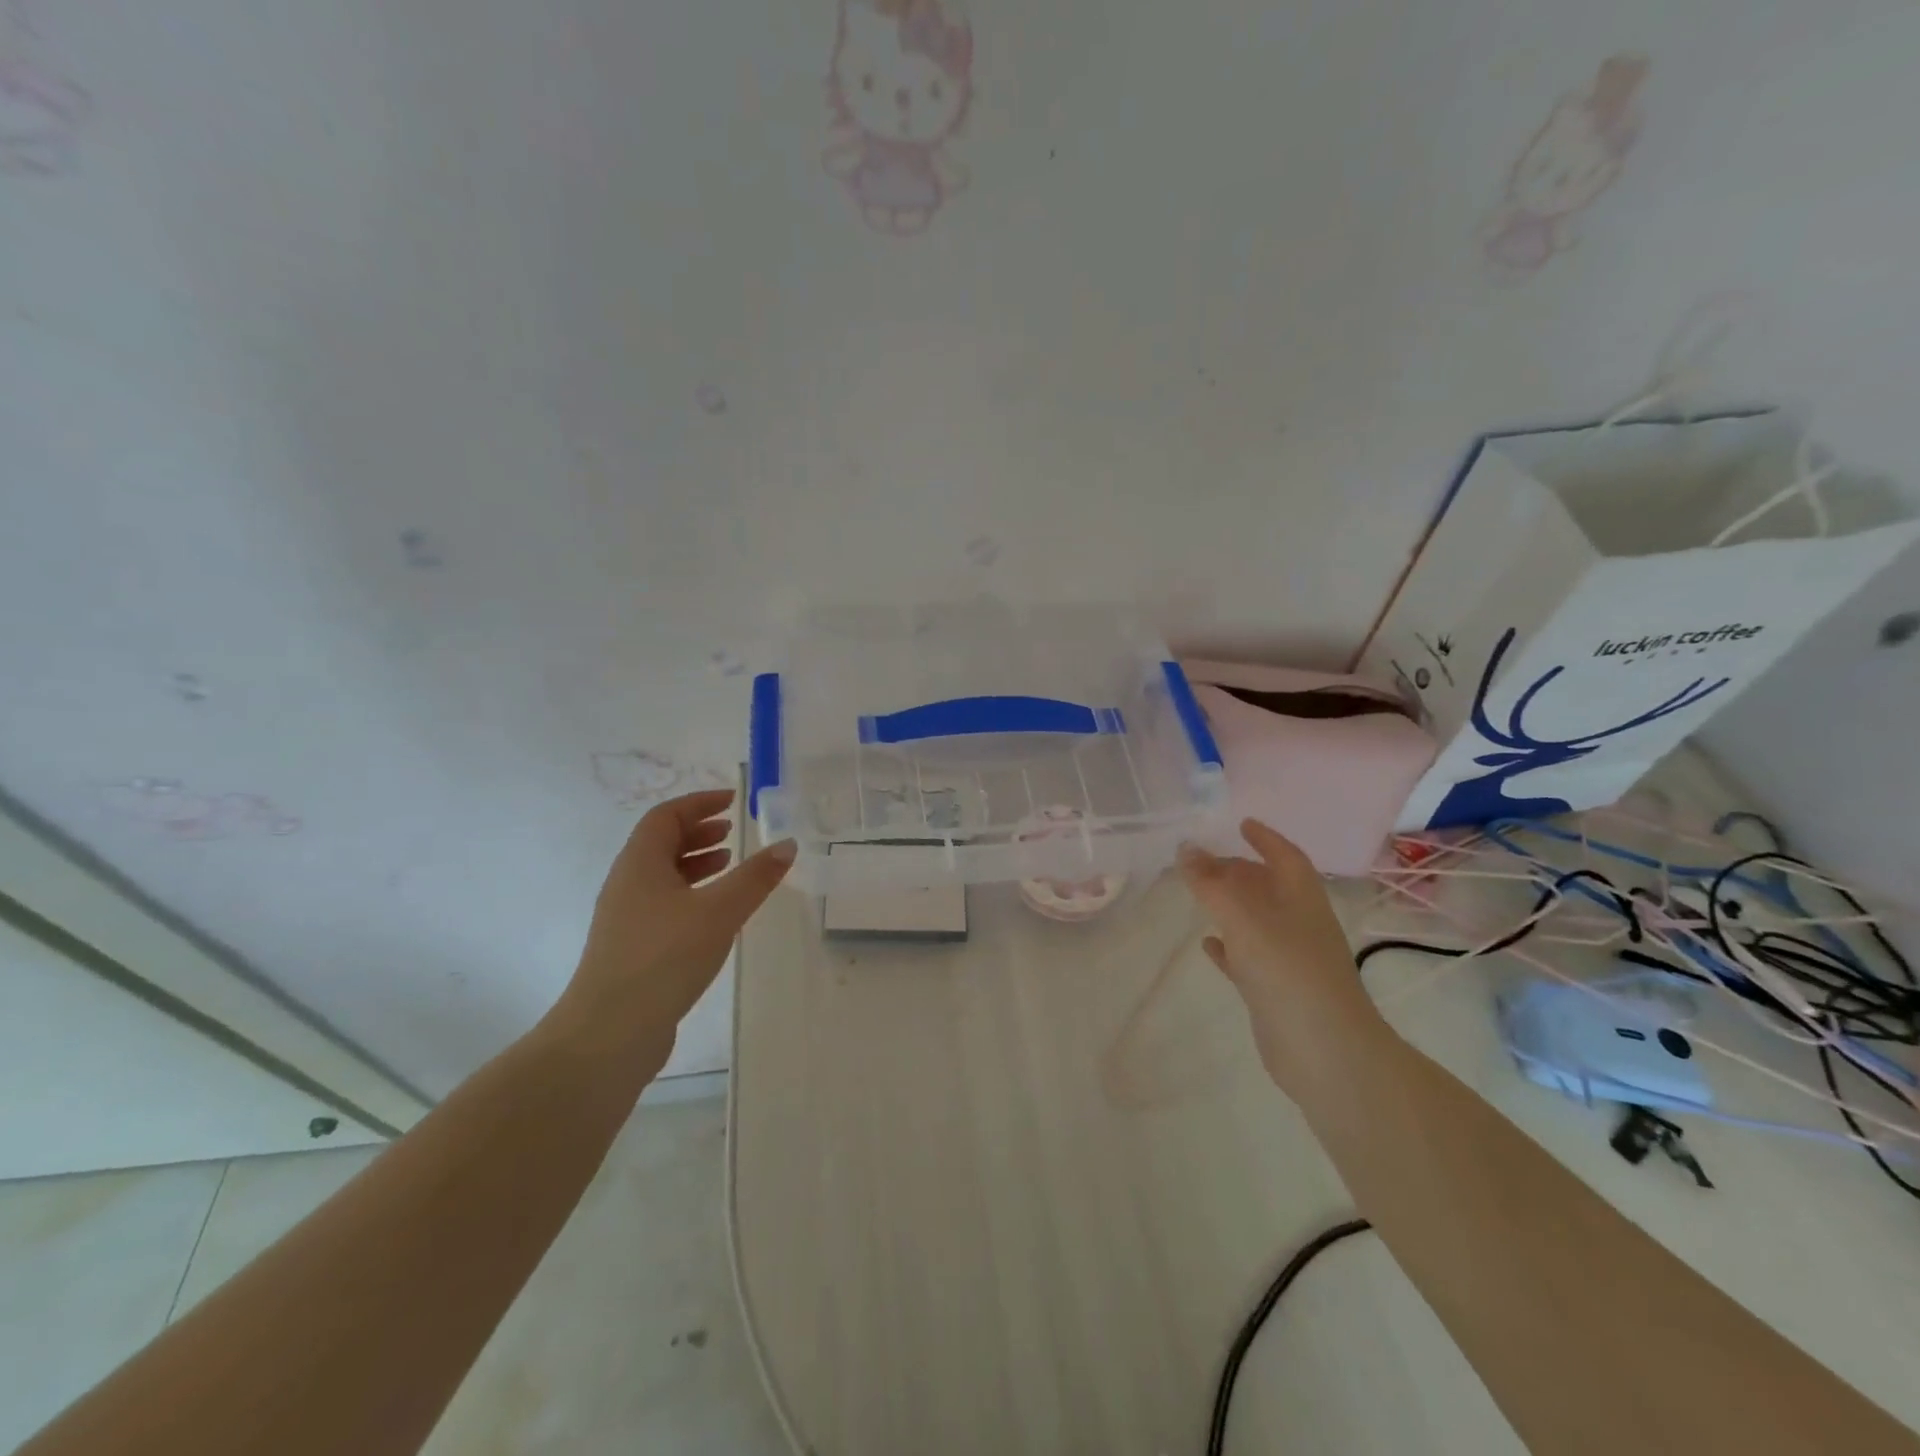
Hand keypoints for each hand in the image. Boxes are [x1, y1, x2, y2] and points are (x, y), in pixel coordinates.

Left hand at [551, 790, 794, 1062]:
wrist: (610, 1033)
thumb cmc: (664, 958)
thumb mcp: (720, 911)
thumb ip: (756, 877)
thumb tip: (787, 844)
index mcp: (640, 864)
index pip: (666, 816)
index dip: (699, 803)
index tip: (731, 800)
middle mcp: (626, 884)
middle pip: (660, 843)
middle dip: (698, 832)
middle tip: (732, 832)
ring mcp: (625, 919)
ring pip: (662, 876)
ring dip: (695, 863)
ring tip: (728, 865)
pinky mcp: (631, 948)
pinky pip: (663, 904)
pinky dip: (691, 894)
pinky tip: (714, 914)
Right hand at [1179, 819, 1386, 1093]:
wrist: (1326, 1052)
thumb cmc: (1288, 971)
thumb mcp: (1244, 918)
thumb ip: (1211, 884)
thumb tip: (1186, 848)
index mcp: (1301, 898)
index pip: (1285, 856)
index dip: (1265, 838)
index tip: (1241, 824)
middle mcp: (1298, 923)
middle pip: (1268, 887)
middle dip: (1239, 870)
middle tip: (1203, 862)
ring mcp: (1289, 958)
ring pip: (1256, 921)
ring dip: (1231, 906)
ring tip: (1199, 895)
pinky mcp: (1276, 991)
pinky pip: (1248, 957)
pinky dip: (1228, 946)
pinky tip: (1207, 944)